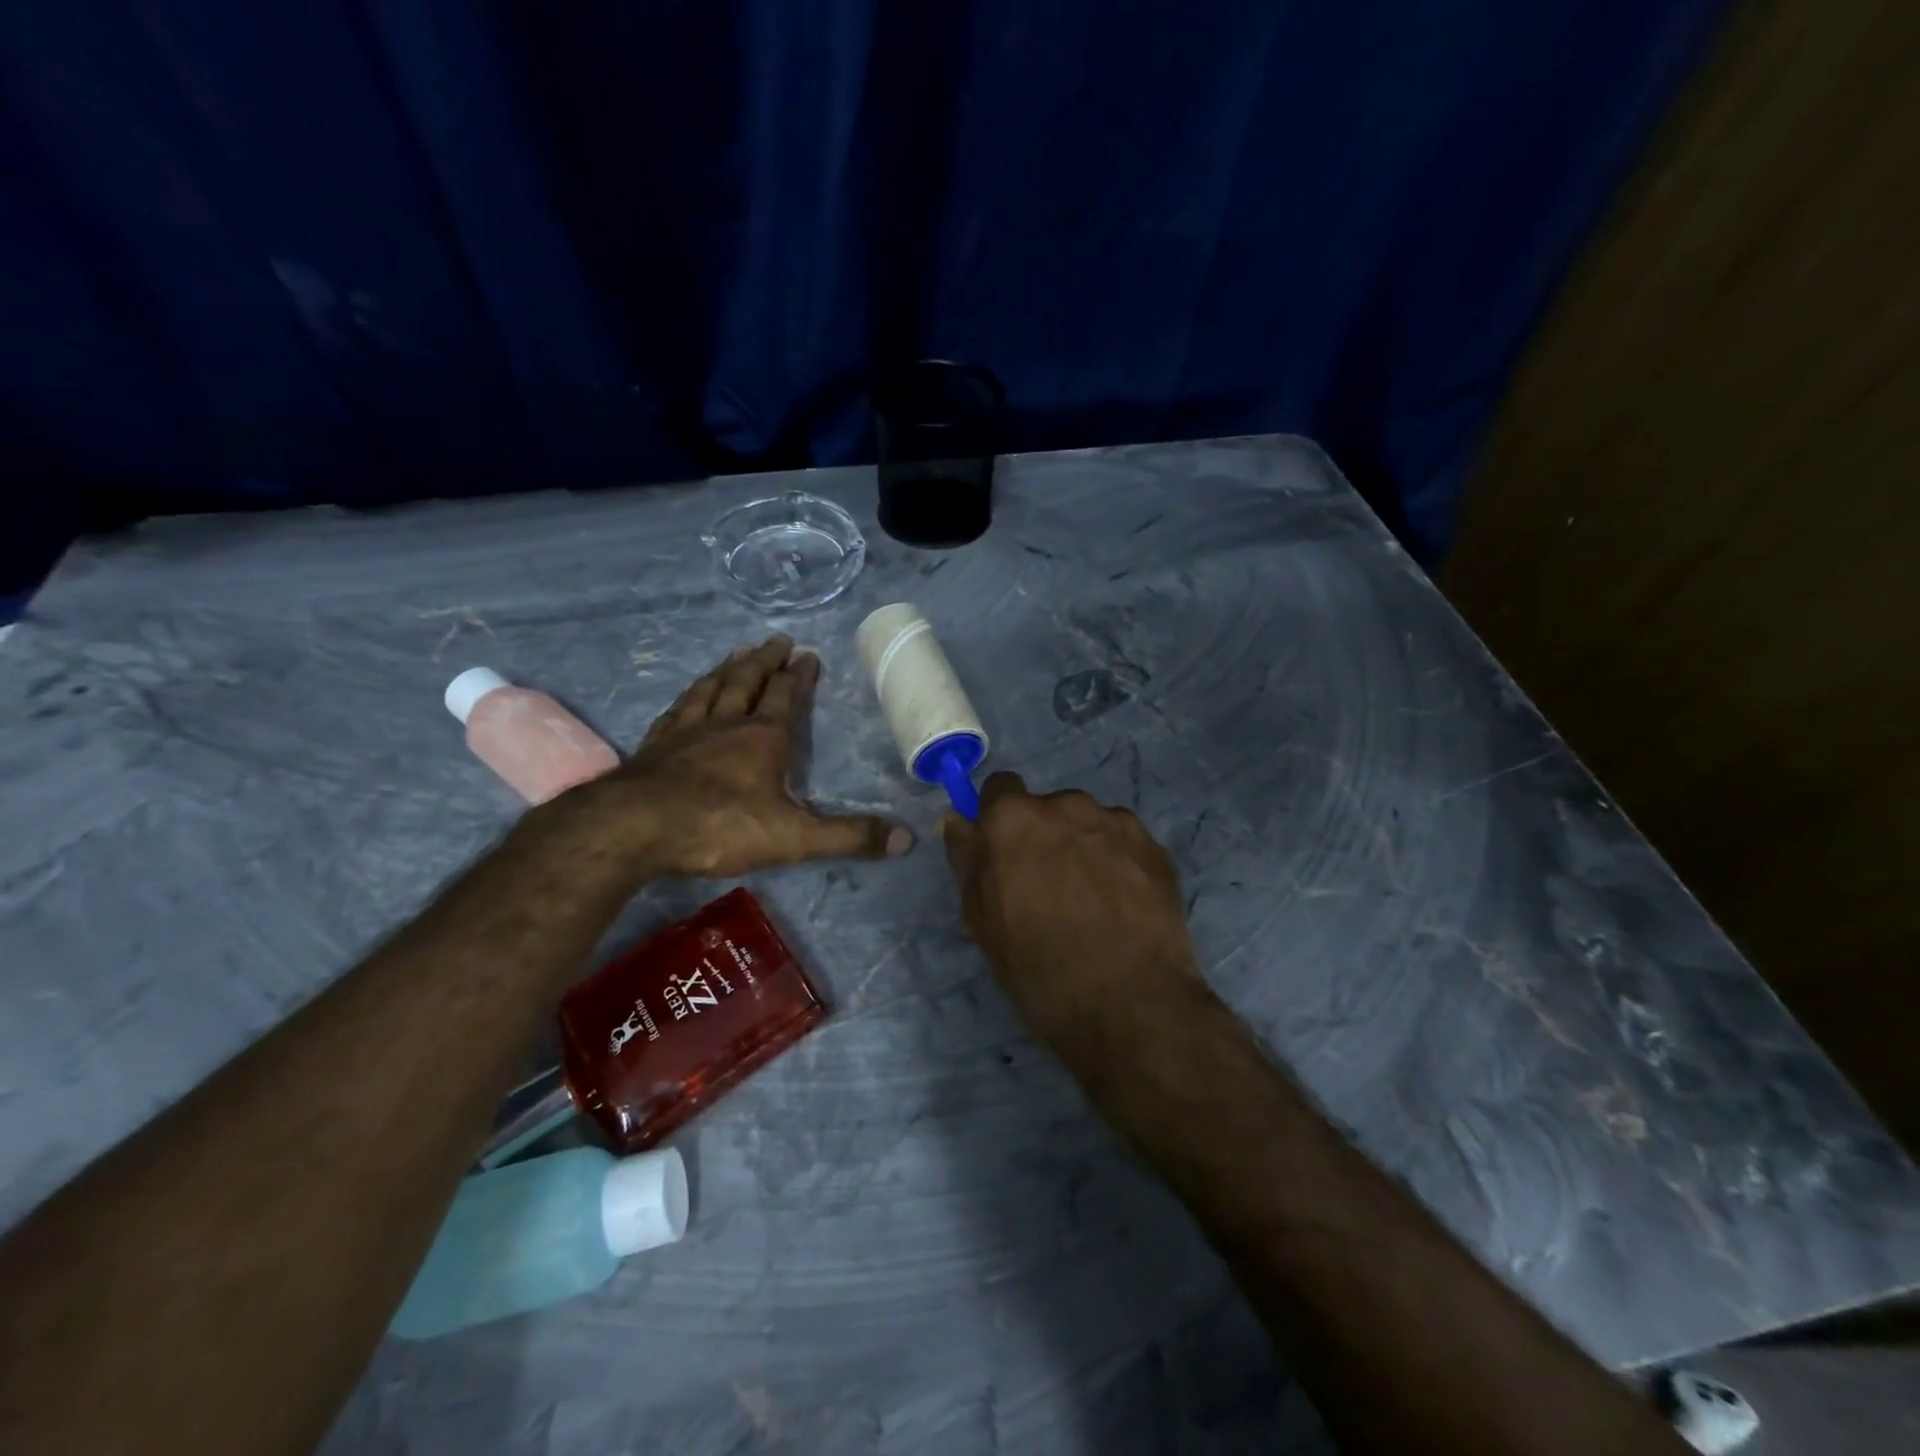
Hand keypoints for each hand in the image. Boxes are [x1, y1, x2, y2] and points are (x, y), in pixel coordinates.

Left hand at [553, 636, 912, 878]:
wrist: (632, 829)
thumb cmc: (719, 827)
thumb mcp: (795, 837)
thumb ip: (850, 837)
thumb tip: (909, 839)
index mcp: (763, 737)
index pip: (786, 696)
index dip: (799, 675)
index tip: (808, 654)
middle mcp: (725, 724)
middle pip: (747, 681)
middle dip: (765, 661)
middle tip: (776, 640)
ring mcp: (685, 732)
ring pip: (710, 689)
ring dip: (727, 669)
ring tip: (736, 653)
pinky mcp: (654, 747)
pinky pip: (676, 710)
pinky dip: (688, 697)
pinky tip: (686, 697)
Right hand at [942, 773, 1206, 1045]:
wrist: (1131, 1005)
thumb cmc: (1039, 967)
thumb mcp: (982, 920)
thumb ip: (968, 859)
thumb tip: (957, 820)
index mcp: (1015, 818)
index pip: (999, 787)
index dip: (998, 818)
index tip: (1005, 853)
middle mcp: (1066, 804)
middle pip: (1047, 808)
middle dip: (1044, 837)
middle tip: (1050, 889)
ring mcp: (1117, 822)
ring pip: (1088, 824)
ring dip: (1084, 847)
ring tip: (1093, 902)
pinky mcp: (1156, 846)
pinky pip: (1124, 843)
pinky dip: (1119, 863)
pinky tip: (1123, 906)